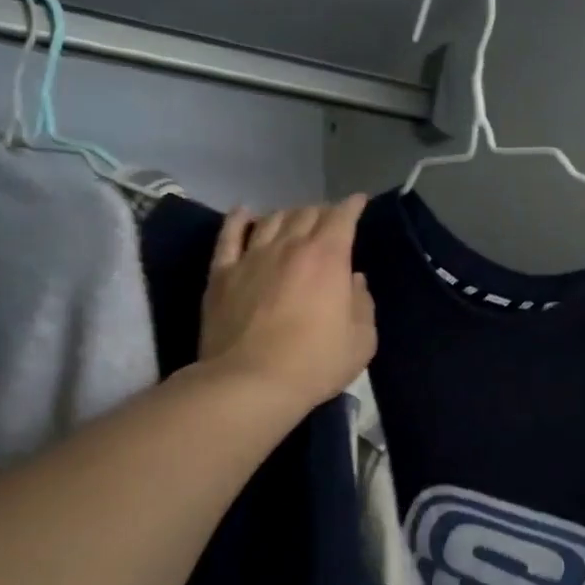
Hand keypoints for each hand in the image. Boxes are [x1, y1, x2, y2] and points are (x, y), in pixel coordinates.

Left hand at [200, 196, 375, 412]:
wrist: (250, 382)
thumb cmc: (314, 364)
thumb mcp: (361, 341)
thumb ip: (362, 305)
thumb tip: (353, 281)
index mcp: (328, 258)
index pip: (342, 217)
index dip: (352, 206)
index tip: (359, 202)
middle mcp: (289, 246)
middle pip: (306, 213)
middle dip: (322, 211)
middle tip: (329, 221)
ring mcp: (251, 256)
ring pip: (271, 219)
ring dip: (288, 214)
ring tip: (294, 220)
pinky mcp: (221, 273)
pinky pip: (229, 235)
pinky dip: (239, 219)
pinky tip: (244, 213)